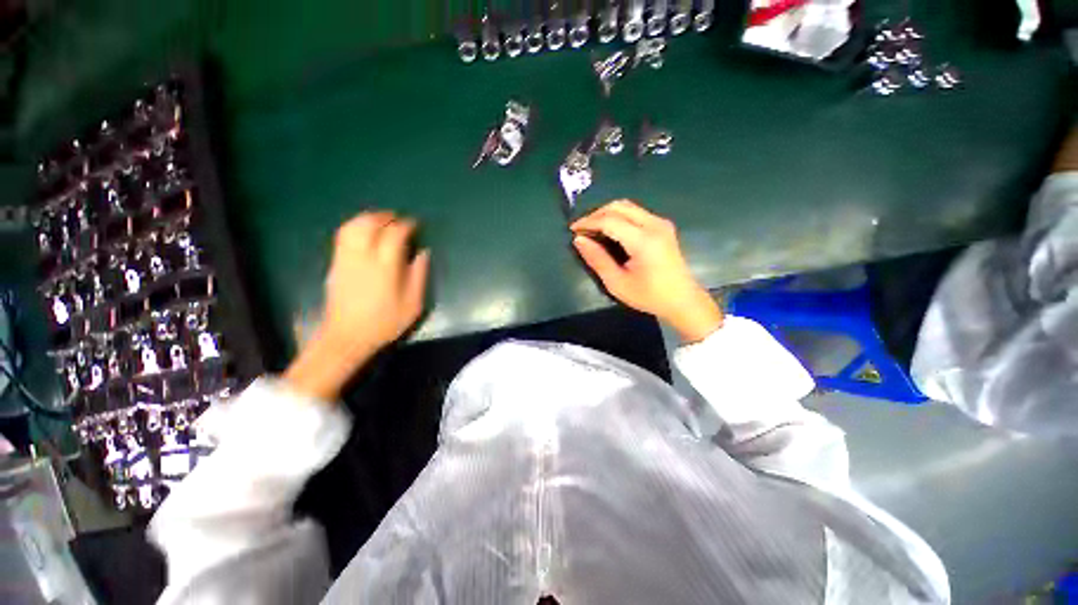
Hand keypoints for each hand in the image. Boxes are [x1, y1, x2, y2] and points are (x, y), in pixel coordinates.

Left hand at [284, 212, 429, 400]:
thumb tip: (424, 253)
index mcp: (385, 267)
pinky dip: (354, 227)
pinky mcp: (335, 264)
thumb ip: (419, 275)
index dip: (406, 225)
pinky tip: (363, 232)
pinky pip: (342, 236)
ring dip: (367, 218)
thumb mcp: (413, 304)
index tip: (415, 224)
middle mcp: (363, 257)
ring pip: (353, 227)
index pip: (395, 234)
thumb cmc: (385, 322)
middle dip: (385, 217)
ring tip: (380, 220)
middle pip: (370, 224)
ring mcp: (346, 259)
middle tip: (397, 218)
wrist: (347, 336)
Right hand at [571, 200, 722, 342]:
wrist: (683, 300)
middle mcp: (654, 225)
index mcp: (644, 241)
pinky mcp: (663, 226)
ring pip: (627, 206)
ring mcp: (661, 223)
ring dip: (607, 214)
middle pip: (619, 206)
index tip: (573, 230)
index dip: (588, 222)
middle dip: (596, 214)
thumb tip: (579, 240)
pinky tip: (610, 230)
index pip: (610, 220)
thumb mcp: (617, 283)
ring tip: (592, 229)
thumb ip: (597, 259)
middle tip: (582, 229)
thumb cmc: (649, 296)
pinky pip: (635, 213)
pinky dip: (618, 217)